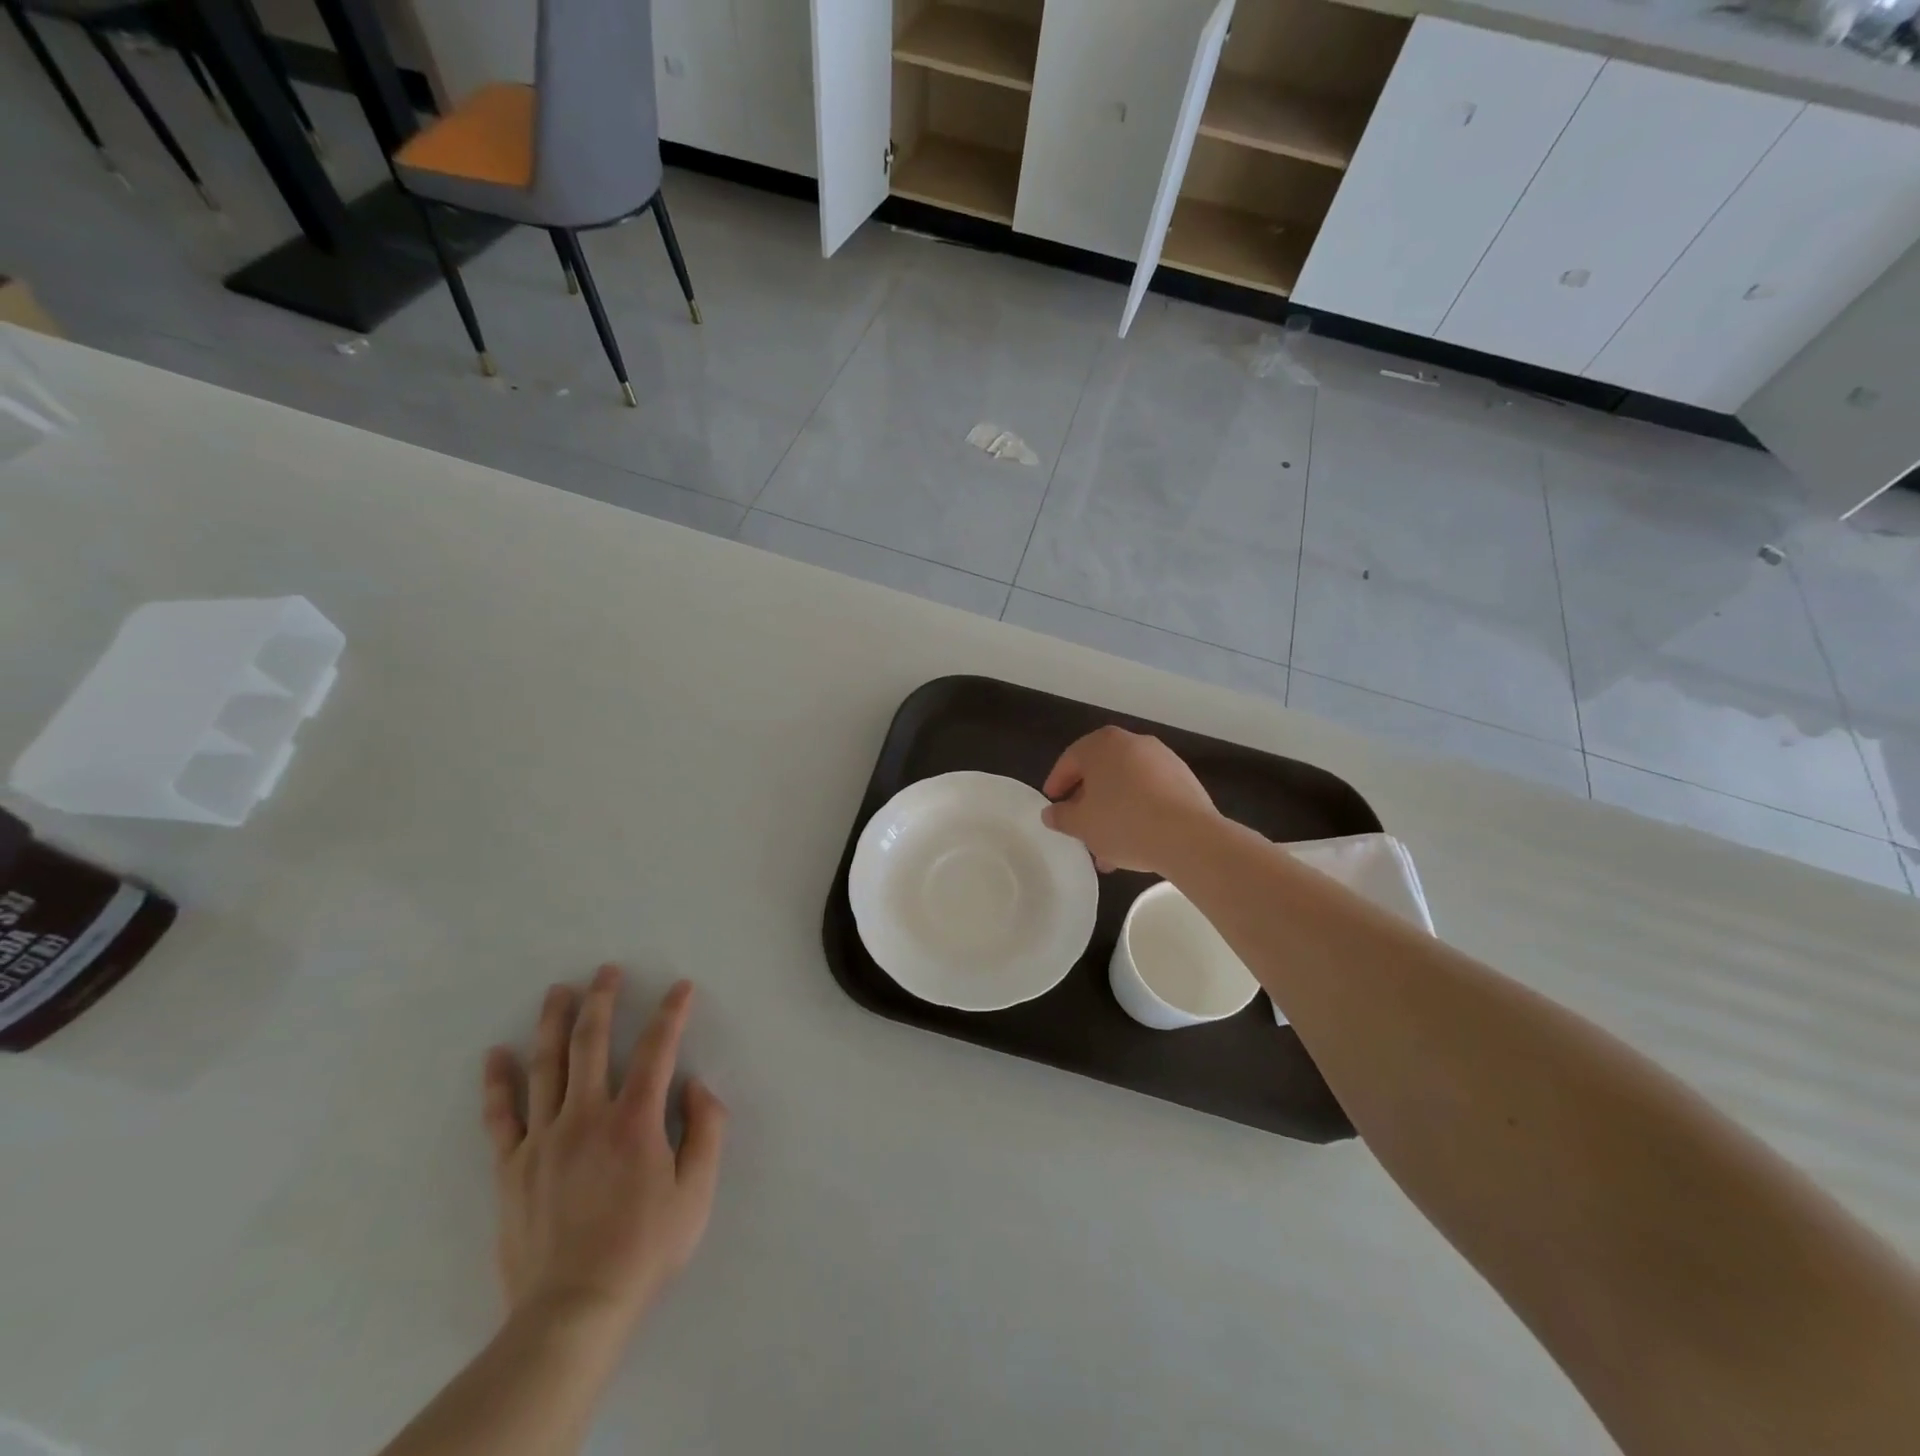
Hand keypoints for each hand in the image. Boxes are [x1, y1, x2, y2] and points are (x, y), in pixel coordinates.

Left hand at [482, 969, 727, 1342]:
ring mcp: (543, 1139)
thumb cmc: (644, 1249)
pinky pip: (501, 1116)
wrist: (572, 1311)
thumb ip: (706, 1131)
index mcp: (635, 1120)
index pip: (657, 1049)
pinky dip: (497, 1082)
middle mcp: (587, 1116)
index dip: (671, 1013)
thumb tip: (697, 1085)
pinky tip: (495, 1054)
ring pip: (546, 1066)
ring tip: (557, 991)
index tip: (680, 987)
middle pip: (592, 1043)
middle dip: (602, 1000)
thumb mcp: (696, 1192)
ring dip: (553, 1023)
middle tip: (605, 970)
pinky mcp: (511, 1167)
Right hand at [1042, 726, 1219, 874]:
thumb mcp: (1082, 824)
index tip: (1052, 805)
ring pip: (1127, 785)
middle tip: (1079, 826)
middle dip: (1088, 801)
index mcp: (1103, 744)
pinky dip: (1138, 811)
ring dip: (1114, 811)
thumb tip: (1051, 813)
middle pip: (1101, 772)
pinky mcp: (1184, 779)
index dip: (1057, 784)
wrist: (1188, 836)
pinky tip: (1135, 842)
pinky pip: (1150, 793)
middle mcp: (1133, 743)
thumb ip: (1061, 816)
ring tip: (1107, 847)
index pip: (1070, 760)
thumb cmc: (1123, 822)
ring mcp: (1163, 759)